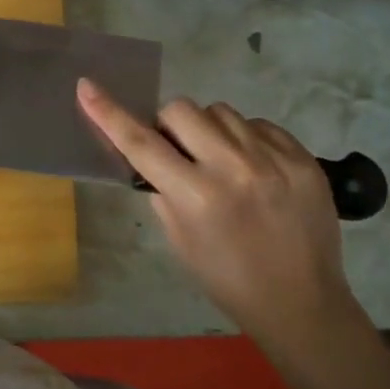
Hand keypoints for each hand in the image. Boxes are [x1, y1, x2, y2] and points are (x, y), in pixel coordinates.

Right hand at [77, 80, 362, 344]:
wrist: (301, 301)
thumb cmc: (227, 278)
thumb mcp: (179, 240)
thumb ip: (162, 188)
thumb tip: (152, 152)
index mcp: (196, 196)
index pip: (141, 143)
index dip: (108, 113)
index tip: (87, 86)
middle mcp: (234, 168)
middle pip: (181, 109)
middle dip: (170, 125)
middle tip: (179, 151)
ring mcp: (273, 159)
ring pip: (221, 111)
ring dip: (209, 129)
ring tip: (221, 161)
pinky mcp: (302, 157)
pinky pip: (258, 124)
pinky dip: (245, 139)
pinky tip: (252, 168)